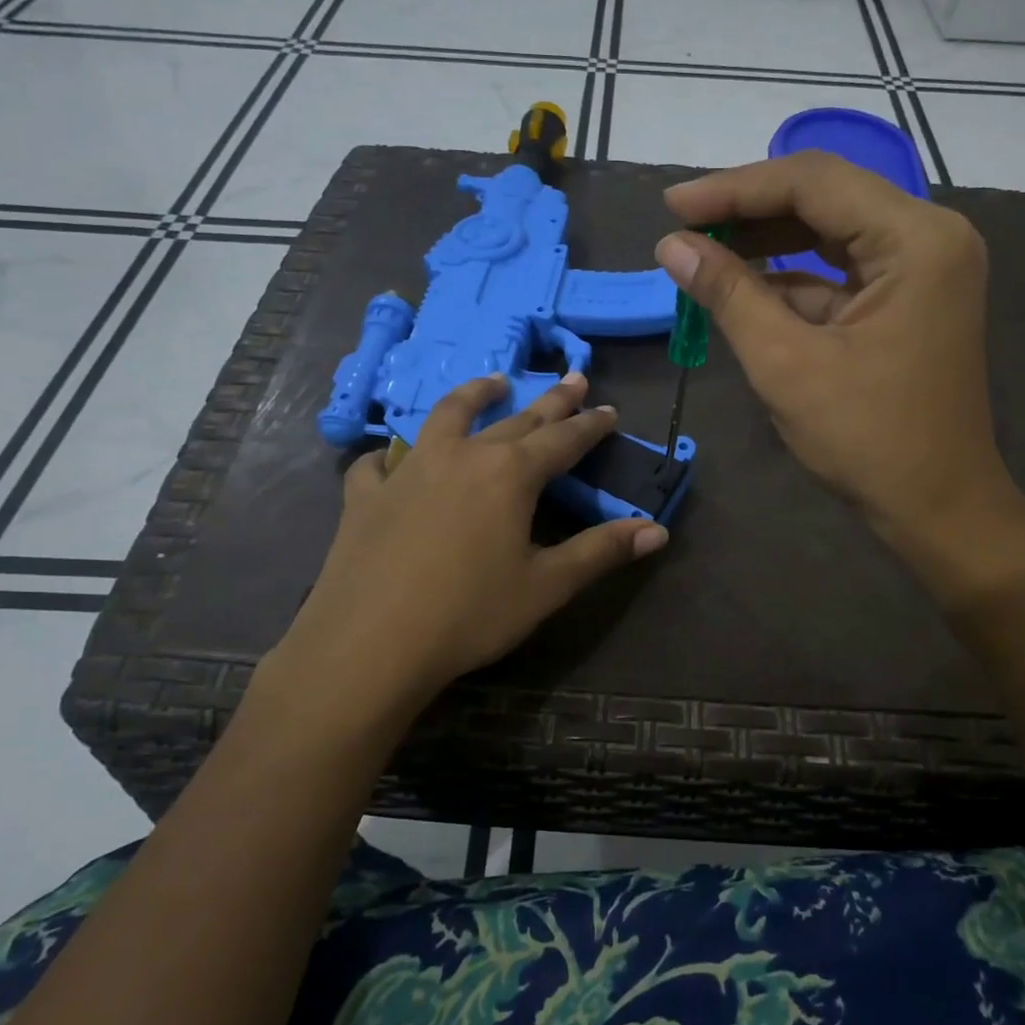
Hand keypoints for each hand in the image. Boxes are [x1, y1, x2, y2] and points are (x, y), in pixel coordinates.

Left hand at [267, 372, 667, 724]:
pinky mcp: (367, 495)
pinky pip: (379, 463)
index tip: (609, 410)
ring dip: (474, 395)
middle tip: (572, 379)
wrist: (371, 644)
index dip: (590, 426)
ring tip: (493, 381)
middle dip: (550, 402)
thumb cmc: (470, 614)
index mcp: (510, 474)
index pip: (562, 440)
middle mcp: (462, 456)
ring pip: (446, 417)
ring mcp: (409, 470)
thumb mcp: (547, 586)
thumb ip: (602, 551)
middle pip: (515, 420)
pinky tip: (390, 459)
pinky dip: (390, 455)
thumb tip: (657, 530)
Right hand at [656, 152, 1024, 575]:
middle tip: (683, 227)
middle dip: (749, 211)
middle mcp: (928, 237)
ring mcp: (922, 268)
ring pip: (829, 232)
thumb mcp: (787, 364)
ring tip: (702, 252)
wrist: (938, 508)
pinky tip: (743, 286)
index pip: (813, 182)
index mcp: (916, 239)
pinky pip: (840, 271)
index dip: (734, 189)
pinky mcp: (908, 300)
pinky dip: (791, 278)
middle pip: (825, 197)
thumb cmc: (868, 440)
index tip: (672, 205)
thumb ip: (729, 294)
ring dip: (766, 243)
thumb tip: (672, 246)